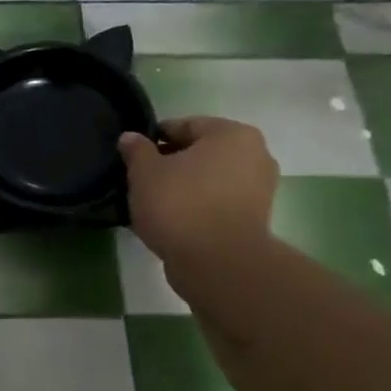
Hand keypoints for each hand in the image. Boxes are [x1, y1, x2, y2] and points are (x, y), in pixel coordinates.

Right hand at [119, 117, 277, 267]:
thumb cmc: (180, 205)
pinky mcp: (255, 220)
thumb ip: (136, 150)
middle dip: (169, 164)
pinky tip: (171, 222)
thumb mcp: (145, 172)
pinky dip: (196, 208)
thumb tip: (130, 137)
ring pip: (208, 180)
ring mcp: (259, 190)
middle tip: (139, 182)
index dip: (152, 139)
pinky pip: (216, 204)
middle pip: (198, 153)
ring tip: (152, 205)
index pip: (183, 126)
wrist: (218, 264)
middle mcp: (255, 155)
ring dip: (182, 188)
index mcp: (232, 134)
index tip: (131, 157)